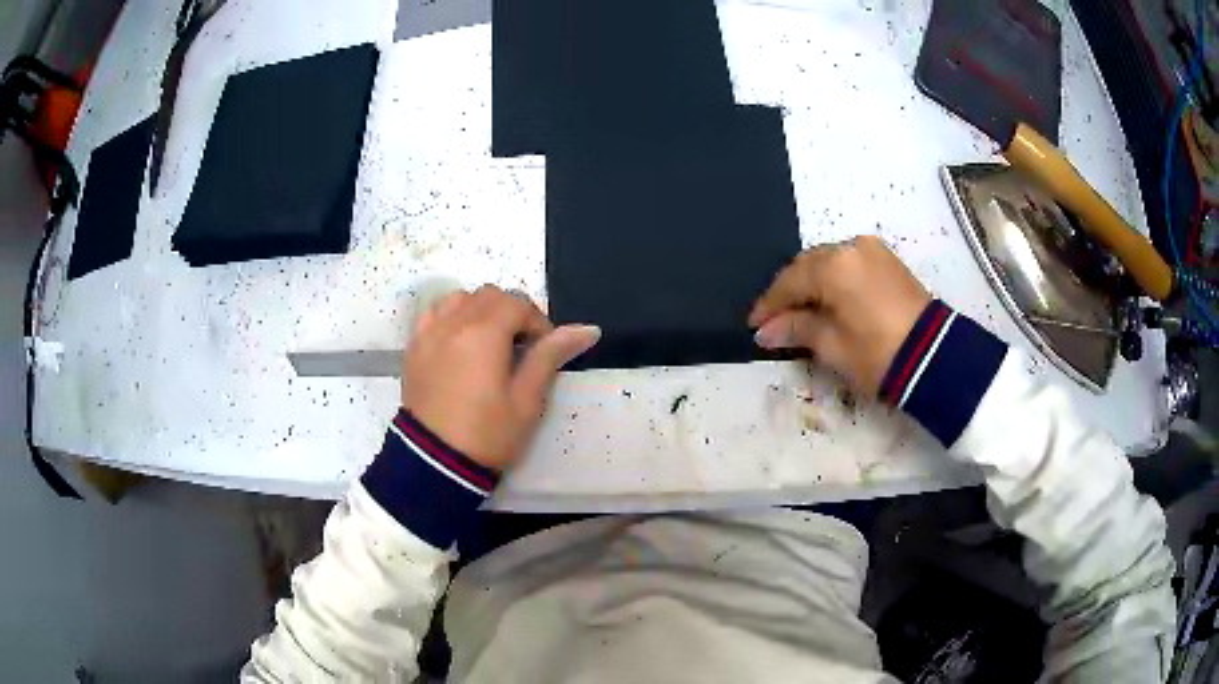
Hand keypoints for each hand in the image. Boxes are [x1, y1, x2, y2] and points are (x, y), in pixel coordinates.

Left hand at [402, 285, 599, 471]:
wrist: (435, 463)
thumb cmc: (488, 434)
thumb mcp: (527, 399)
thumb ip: (551, 355)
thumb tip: (588, 329)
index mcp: (484, 333)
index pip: (518, 305)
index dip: (539, 323)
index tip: (545, 351)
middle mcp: (453, 322)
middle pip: (490, 295)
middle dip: (512, 313)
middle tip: (522, 348)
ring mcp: (429, 333)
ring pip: (460, 299)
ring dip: (481, 310)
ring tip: (490, 343)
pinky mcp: (414, 348)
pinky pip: (433, 314)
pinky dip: (451, 317)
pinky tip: (459, 341)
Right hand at [749, 236, 930, 394]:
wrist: (935, 357)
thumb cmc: (877, 354)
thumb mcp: (832, 345)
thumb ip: (796, 329)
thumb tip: (765, 331)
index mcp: (833, 266)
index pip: (789, 282)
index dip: (769, 305)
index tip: (754, 325)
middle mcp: (850, 247)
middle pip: (808, 266)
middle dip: (790, 292)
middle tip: (775, 319)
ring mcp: (872, 251)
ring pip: (829, 262)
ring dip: (812, 283)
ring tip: (802, 311)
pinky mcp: (888, 261)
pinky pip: (850, 264)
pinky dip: (835, 280)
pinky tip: (829, 299)